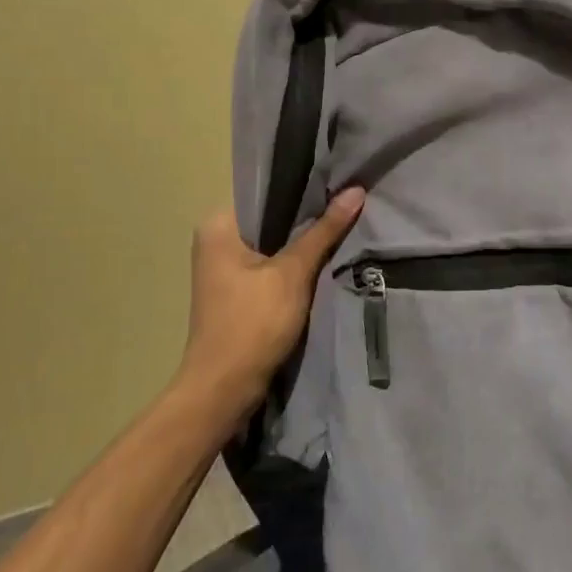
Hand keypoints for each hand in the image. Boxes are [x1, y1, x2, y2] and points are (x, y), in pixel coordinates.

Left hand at [177, 188, 365, 414]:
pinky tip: (322, 258)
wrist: (223, 390)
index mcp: (218, 224)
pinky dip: (292, 263)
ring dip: (302, 241)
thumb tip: (356, 190)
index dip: (302, 186)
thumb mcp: (293, 273)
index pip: (265, 191)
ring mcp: (223, 268)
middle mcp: (215, 239)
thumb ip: (324, 231)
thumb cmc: (252, 323)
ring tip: (341, 224)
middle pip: (270, 217)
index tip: (337, 181)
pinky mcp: (235, 291)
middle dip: (306, 215)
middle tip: (346, 202)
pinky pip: (269, 264)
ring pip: (272, 242)